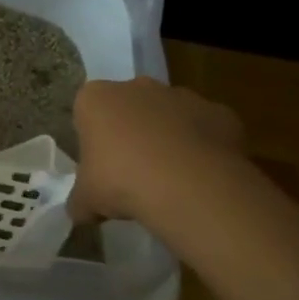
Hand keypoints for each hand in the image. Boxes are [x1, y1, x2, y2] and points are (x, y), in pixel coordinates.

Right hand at [70, 77, 244, 221]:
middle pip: (129, 107)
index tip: (101, 164)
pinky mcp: (219, 112)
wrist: (189, 187)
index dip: (94, 138)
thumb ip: (80, 200)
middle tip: (133, 171)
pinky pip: (206, 128)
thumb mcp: (87, 199)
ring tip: (170, 178)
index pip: (87, 111)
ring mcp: (181, 96)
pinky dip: (203, 147)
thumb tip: (79, 212)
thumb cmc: (121, 181)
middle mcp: (137, 87)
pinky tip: (200, 177)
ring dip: (168, 137)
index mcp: (96, 98)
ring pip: (169, 115)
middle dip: (131, 131)